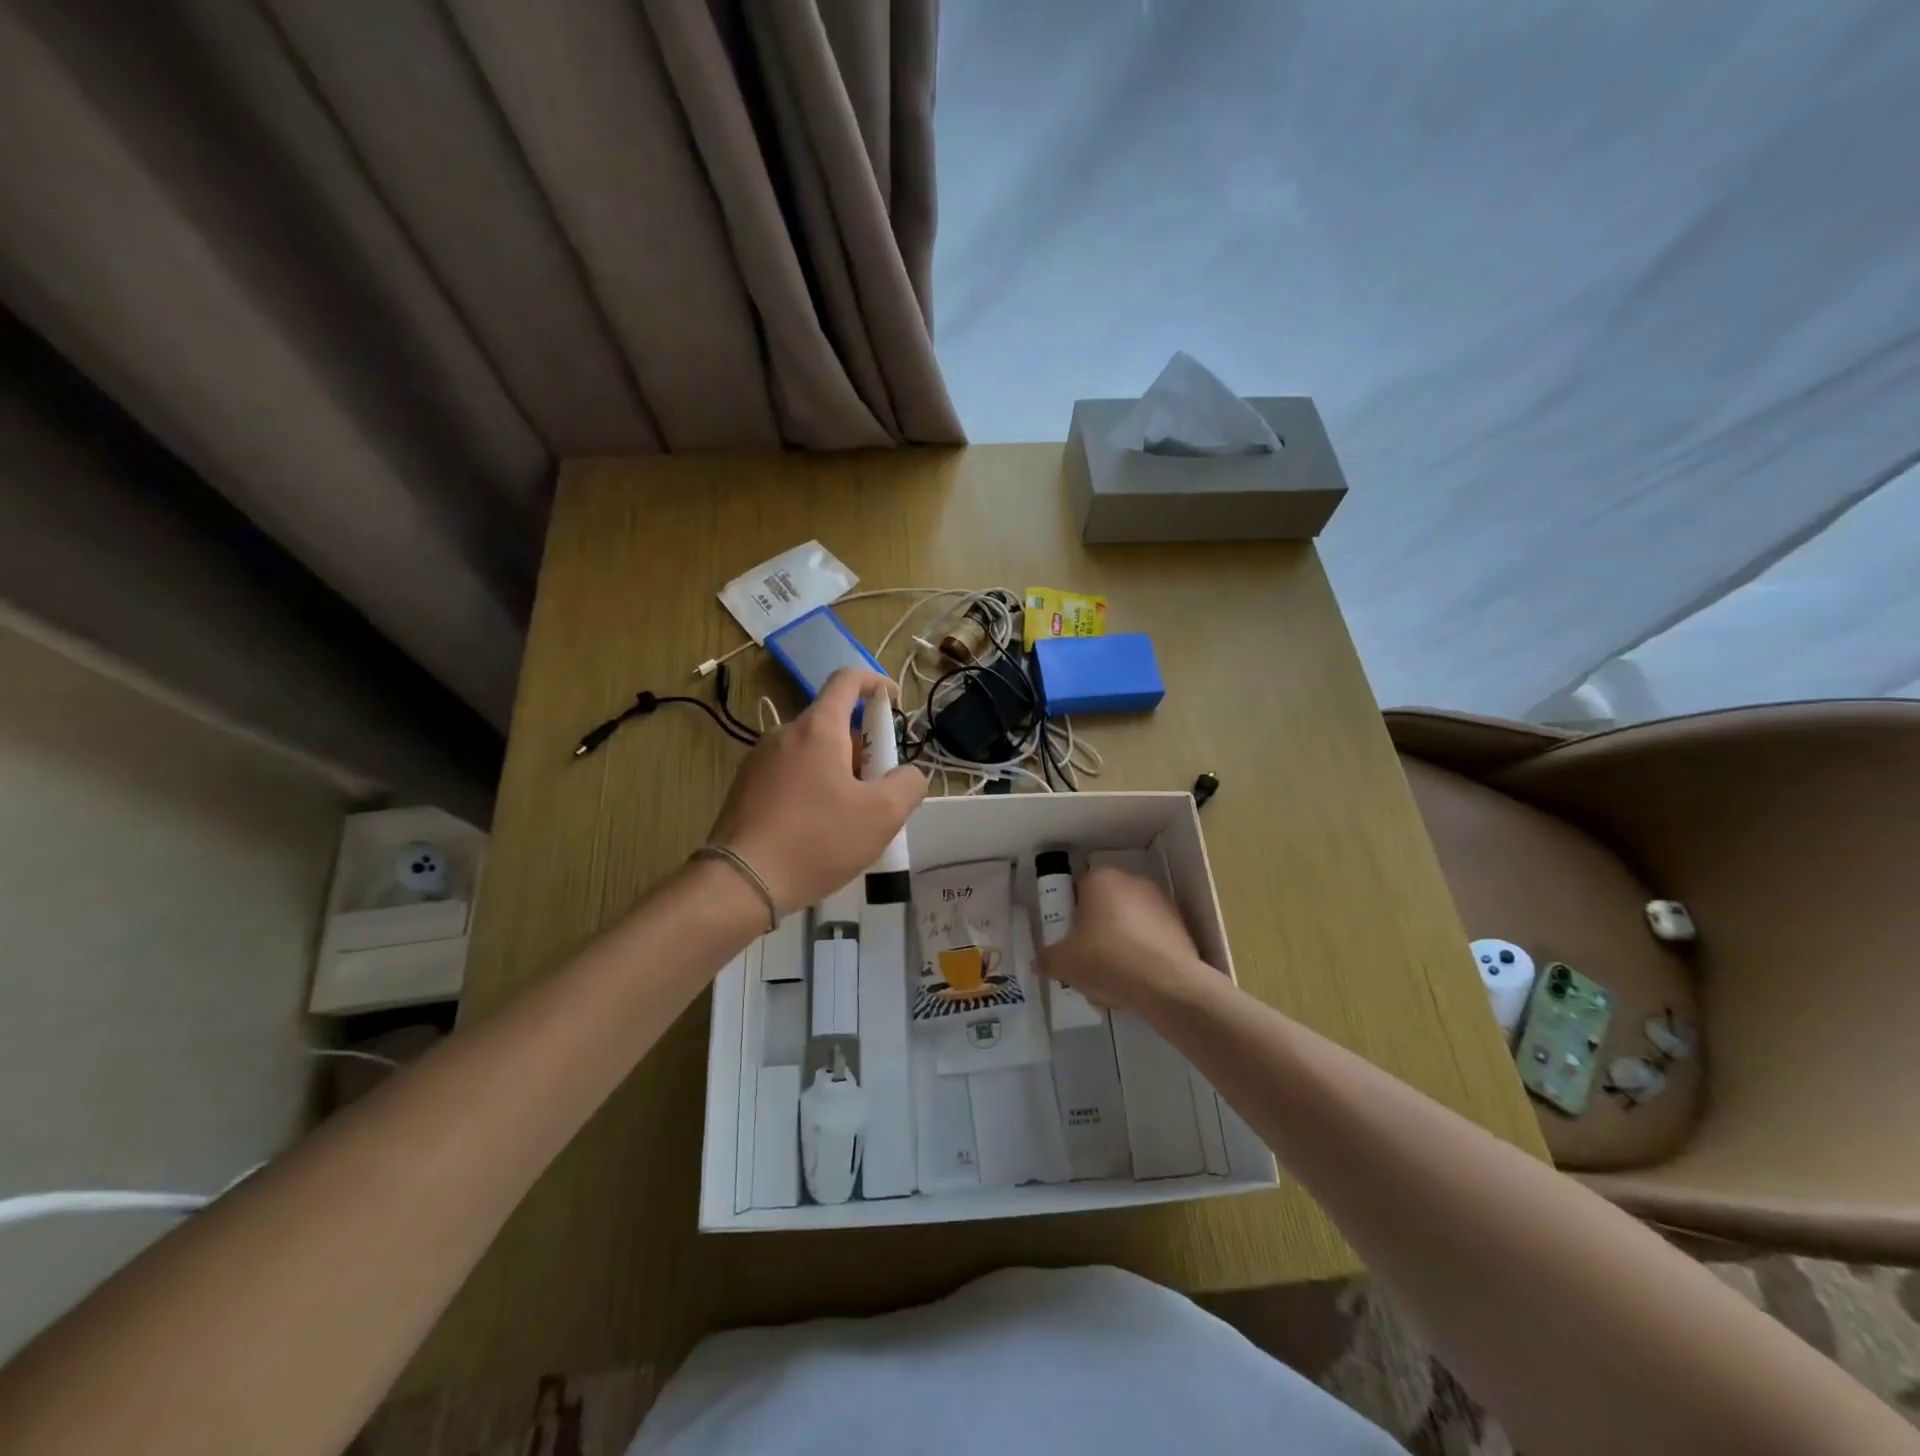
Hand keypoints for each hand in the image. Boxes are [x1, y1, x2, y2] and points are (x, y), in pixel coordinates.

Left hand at [706, 668, 926, 911]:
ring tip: (850, 822)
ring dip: (838, 774)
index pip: (847, 680)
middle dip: (863, 751)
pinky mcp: (744, 789)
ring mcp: (758, 761)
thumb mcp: (882, 816)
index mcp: (818, 729)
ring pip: (812, 754)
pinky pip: (790, 777)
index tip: (894, 703)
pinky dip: (812, 790)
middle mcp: (784, 734)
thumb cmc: (817, 840)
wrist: (741, 883)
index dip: (876, 683)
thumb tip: (909, 774)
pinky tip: (817, 833)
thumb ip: (909, 785)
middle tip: (879, 794)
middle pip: (833, 725)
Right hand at [1037, 866, 1207, 1014]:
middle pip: (1105, 909)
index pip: (1078, 893)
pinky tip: (1136, 986)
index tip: (1071, 944)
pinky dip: (1142, 958)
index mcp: (1100, 880)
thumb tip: (1041, 961)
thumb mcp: (1064, 963)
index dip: (1072, 919)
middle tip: (1089, 965)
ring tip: (1113, 985)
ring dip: (1119, 949)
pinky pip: (1151, 941)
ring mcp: (1161, 902)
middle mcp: (1132, 882)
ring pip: (1129, 927)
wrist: (1167, 983)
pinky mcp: (1180, 926)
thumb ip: (1048, 959)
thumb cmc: (1107, 960)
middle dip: (1097, 935)